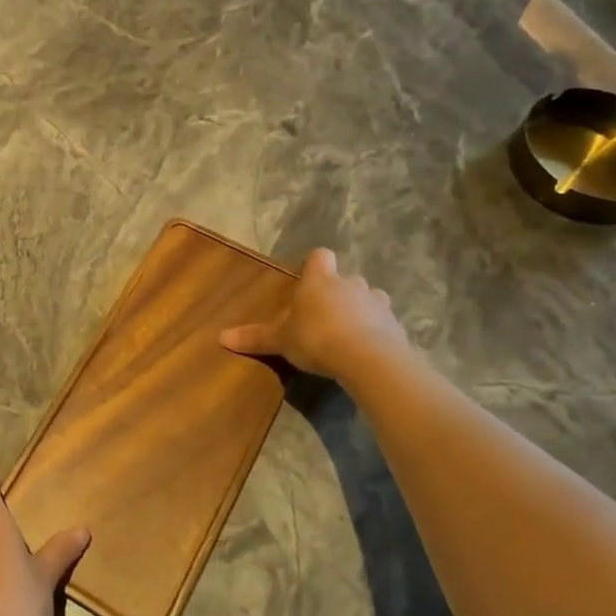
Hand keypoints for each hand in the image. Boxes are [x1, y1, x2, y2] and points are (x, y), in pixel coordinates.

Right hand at [219, 247, 407, 379]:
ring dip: (361, 310)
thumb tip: (220, 337)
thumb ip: (255, 338)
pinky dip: (377, 332)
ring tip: (349, 333)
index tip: (308, 279)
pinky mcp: (395, 325)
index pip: (320, 257)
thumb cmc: (316, 338)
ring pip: (369, 298)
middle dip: (338, 294)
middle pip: (346, 279)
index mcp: (320, 281)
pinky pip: (384, 323)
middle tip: (324, 316)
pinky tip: (367, 351)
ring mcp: (377, 303)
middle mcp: (350, 284)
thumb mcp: (280, 340)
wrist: (368, 358)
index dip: (315, 265)